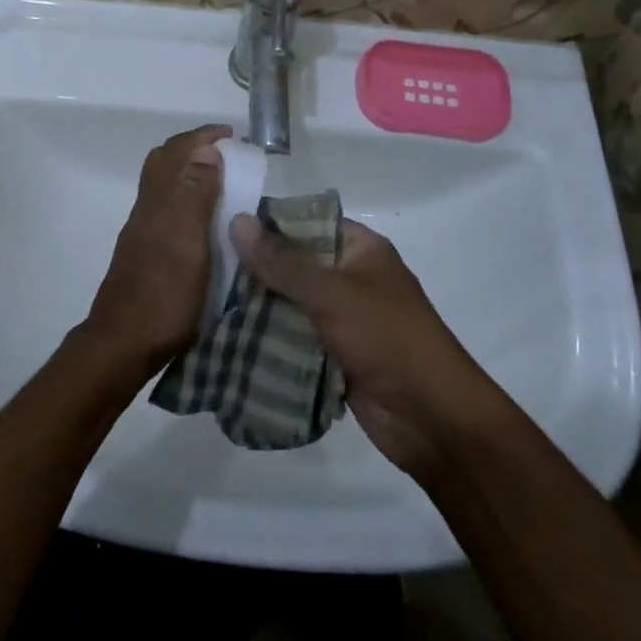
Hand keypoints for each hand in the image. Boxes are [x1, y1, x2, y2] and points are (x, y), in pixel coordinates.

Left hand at [83, 125, 232, 379]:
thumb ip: (196, 196)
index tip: (232, 134)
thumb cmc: (164, 295)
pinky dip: (185, 195)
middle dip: (193, 147)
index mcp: (160, 201)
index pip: (177, 152)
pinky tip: (203, 216)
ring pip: (163, 184)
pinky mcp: (145, 250)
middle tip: (226, 152)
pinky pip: (165, 206)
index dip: (203, 137)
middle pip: (163, 162)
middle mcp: (147, 208)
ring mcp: (143, 230)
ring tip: (221, 179)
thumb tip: (206, 150)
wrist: (123, 342)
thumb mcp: (189, 244)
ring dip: (188, 170)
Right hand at [231, 215, 501, 483]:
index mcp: (360, 248)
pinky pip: (295, 338)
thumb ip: (282, 260)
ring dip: (258, 306)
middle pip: (294, 263)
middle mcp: (350, 277)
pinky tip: (229, 336)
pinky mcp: (335, 354)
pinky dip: (269, 339)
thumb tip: (238, 221)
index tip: (221, 225)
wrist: (433, 420)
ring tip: (208, 300)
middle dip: (256, 269)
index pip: (305, 221)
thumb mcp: (331, 292)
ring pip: (290, 303)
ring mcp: (343, 318)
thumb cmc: (387, 339)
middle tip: (207, 267)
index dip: (267, 223)